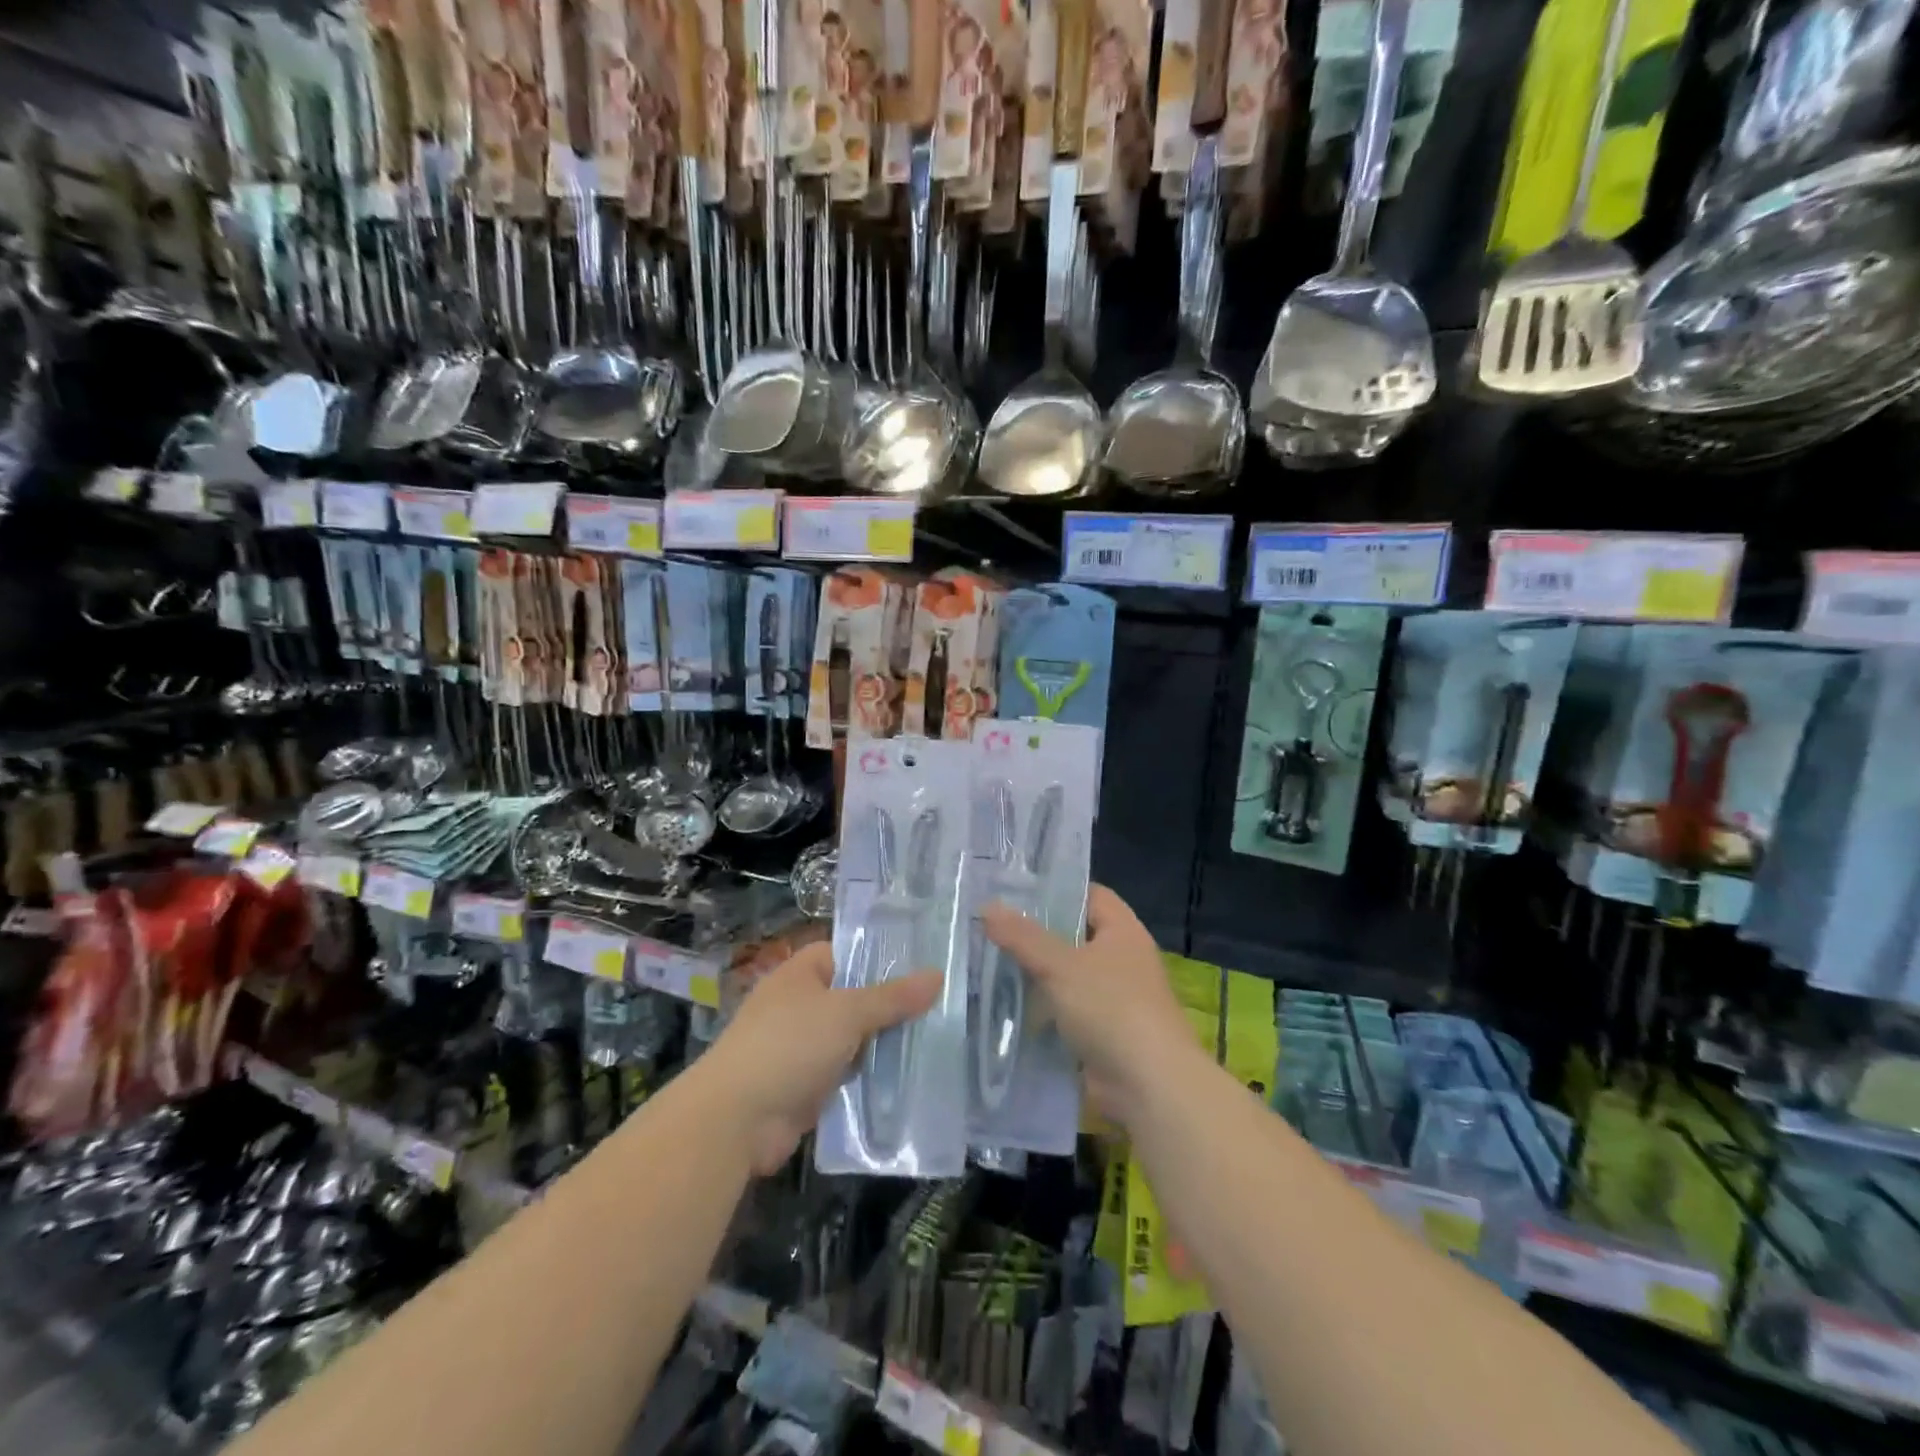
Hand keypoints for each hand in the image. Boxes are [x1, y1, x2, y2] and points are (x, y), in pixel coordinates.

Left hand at [705, 942, 940, 1174]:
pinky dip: (868, 1078)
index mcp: (799, 975)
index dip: (877, 957)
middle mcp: (798, 1007)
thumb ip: (892, 997)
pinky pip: (845, 1075)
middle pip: (852, 998)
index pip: (843, 953)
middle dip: (888, 1006)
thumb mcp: (847, 1013)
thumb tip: (937, 975)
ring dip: (881, 1046)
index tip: (919, 965)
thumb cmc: (789, 1046)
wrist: (737, 1120)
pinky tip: (906, 1080)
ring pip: (851, 1040)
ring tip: (933, 1041)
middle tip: (938, 1006)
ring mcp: (799, 1049)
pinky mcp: (804, 1087)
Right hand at [983, 885, 1197, 1128]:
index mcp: (1123, 931)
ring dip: (1037, 975)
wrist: (1149, 1086)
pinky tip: (1008, 1006)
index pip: (1089, 894)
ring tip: (989, 962)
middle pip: (1075, 935)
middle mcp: (1123, 959)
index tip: (1014, 891)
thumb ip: (1023, 937)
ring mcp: (1115, 998)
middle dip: (1037, 934)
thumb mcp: (1060, 966)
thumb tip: (987, 906)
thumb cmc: (1111, 1009)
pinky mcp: (1104, 1032)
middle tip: (992, 926)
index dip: (1055, 889)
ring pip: (1068, 975)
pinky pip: (1067, 1010)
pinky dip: (1043, 1009)